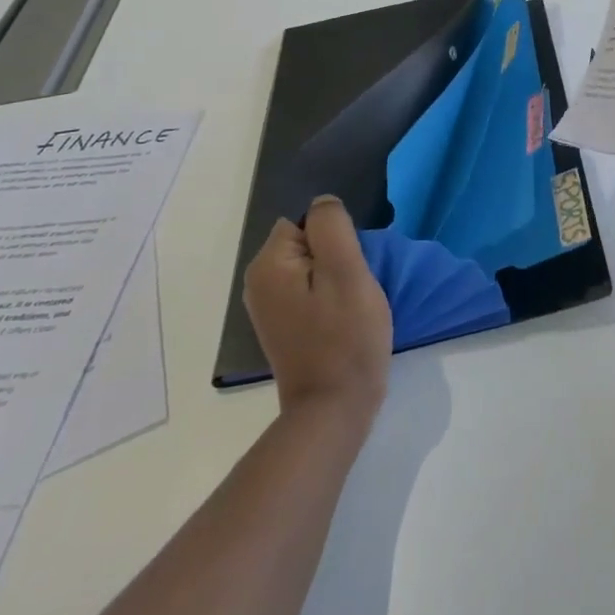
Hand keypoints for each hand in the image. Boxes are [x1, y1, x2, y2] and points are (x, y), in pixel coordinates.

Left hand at [244, 195, 391, 419]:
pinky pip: (309, 290)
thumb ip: (332, 226)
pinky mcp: (284, 326)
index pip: (306, 219)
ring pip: (311, 266)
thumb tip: (322, 202)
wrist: (334, 411)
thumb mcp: (347, 271)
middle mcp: (258, 282)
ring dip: (335, 276)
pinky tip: (343, 317)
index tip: (352, 262)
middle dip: (336, 254)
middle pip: (307, 241)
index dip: (335, 235)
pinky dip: (329, 297)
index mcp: (268, 264)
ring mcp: (269, 307)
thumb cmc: (345, 337)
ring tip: (353, 301)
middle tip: (356, 283)